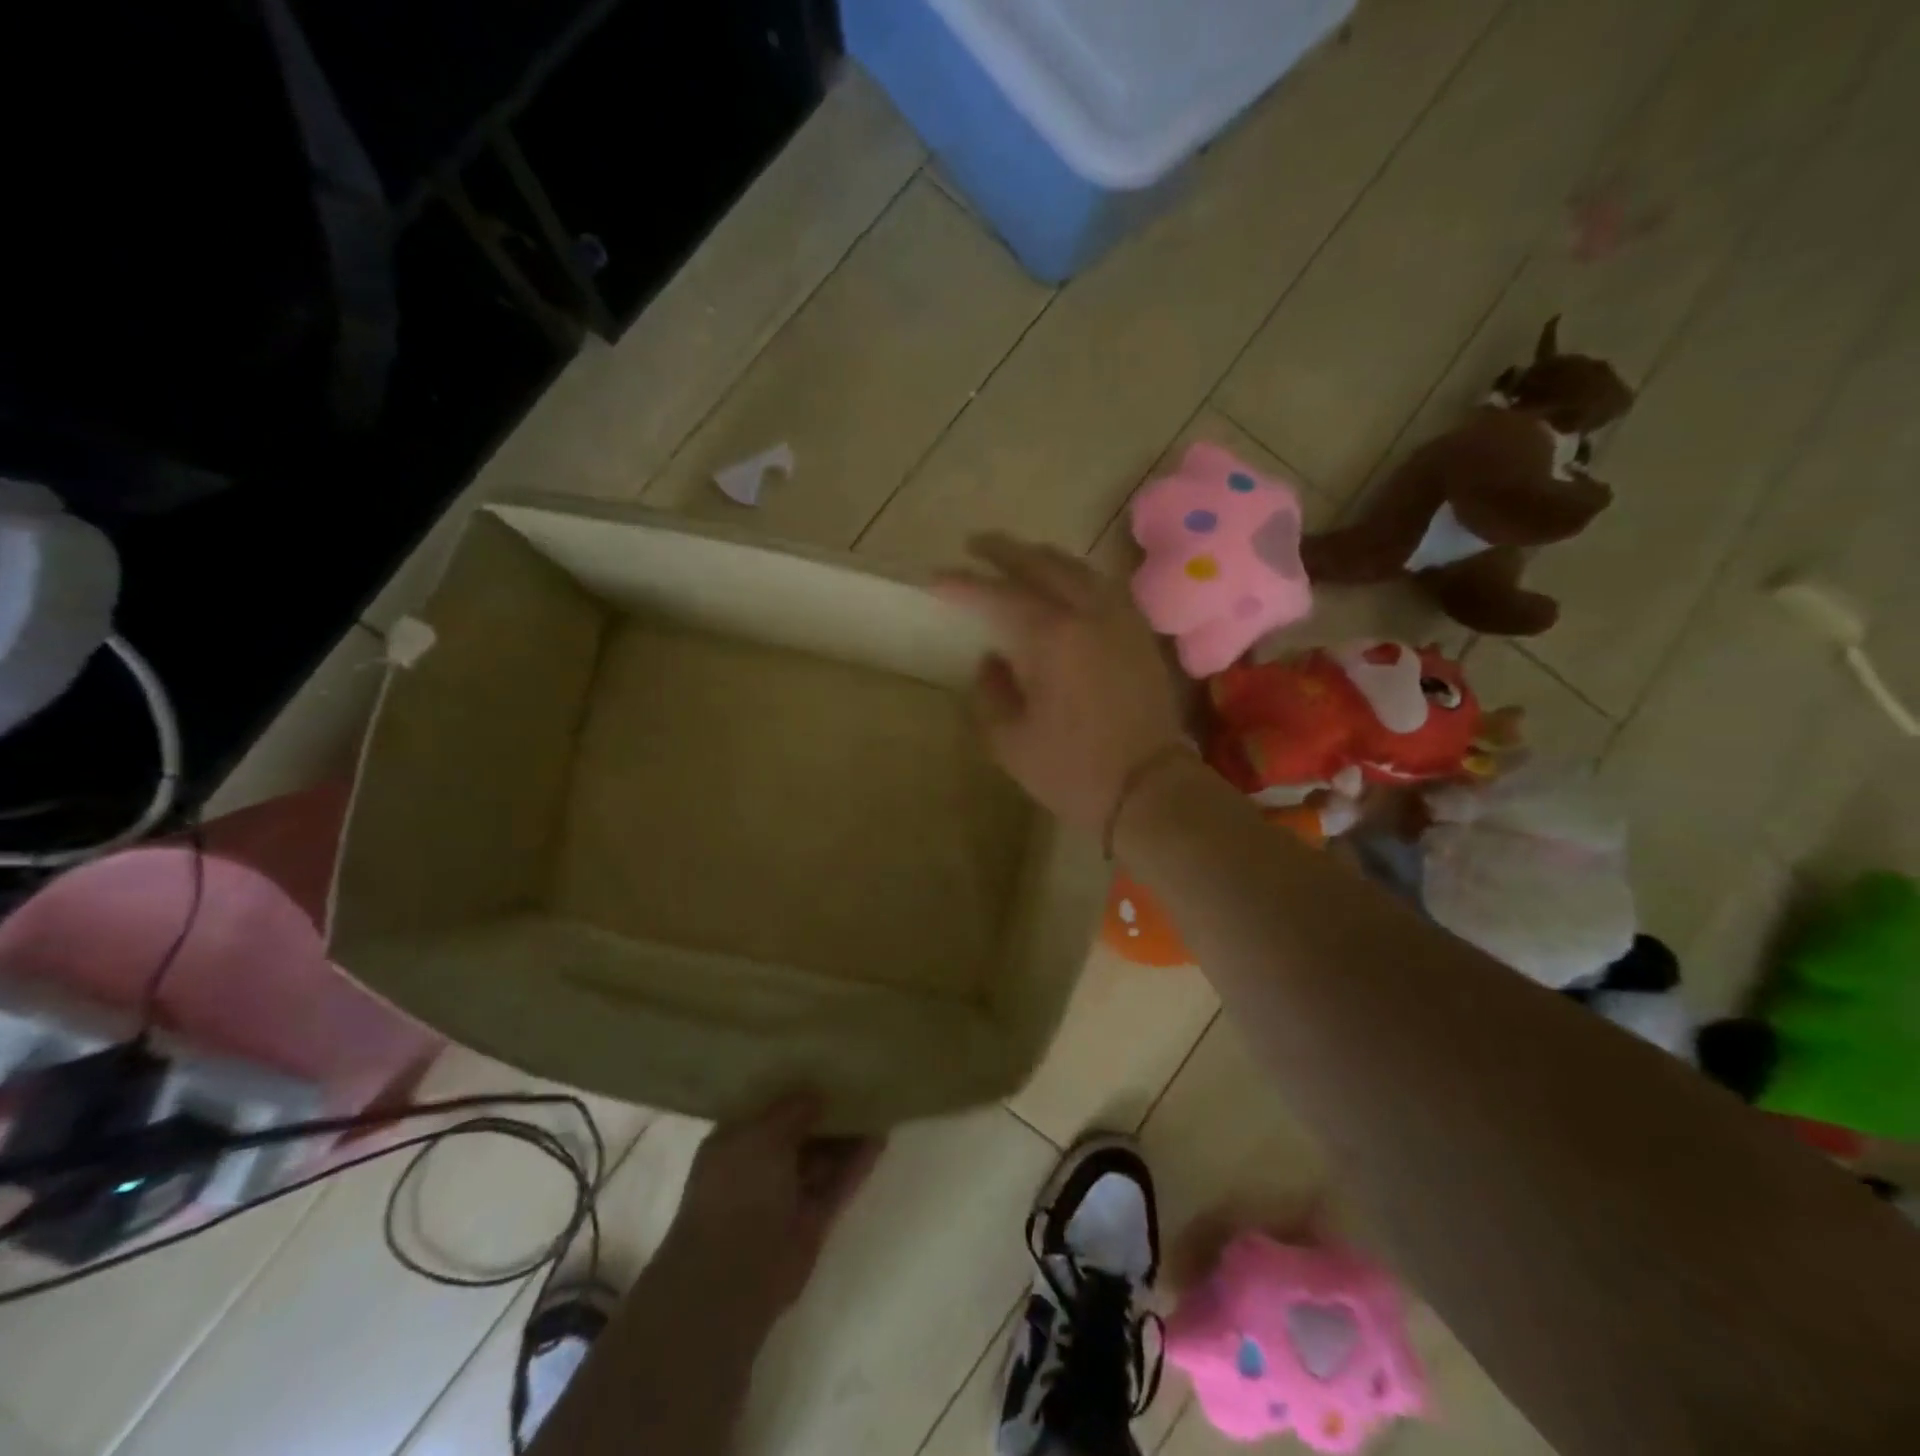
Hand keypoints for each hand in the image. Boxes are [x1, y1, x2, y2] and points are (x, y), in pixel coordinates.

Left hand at [656, 1093, 883, 1318]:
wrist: (732, 1278)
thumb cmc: (736, 1193)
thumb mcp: (760, 1136)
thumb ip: (792, 1110)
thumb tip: (816, 1094)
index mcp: (735, 1142)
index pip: (767, 1106)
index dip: (792, 1087)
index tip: (822, 1062)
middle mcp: (759, 1166)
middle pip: (800, 1130)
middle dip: (826, 1109)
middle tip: (858, 1078)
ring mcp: (787, 1195)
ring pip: (822, 1157)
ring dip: (847, 1134)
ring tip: (878, 1101)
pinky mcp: (812, 1220)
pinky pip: (838, 1183)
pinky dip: (857, 1163)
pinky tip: (881, 1137)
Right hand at [934, 533, 1185, 832]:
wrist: (1151, 789)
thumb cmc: (1073, 770)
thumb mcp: (1010, 741)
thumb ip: (991, 692)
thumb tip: (991, 660)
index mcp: (1051, 636)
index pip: (997, 595)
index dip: (962, 584)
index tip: (934, 579)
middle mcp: (1088, 613)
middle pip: (1041, 564)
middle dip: (1004, 551)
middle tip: (974, 545)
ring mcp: (1121, 619)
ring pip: (1078, 569)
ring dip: (1042, 558)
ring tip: (1017, 558)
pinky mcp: (1140, 634)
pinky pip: (1103, 588)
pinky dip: (1076, 577)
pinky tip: (1065, 587)